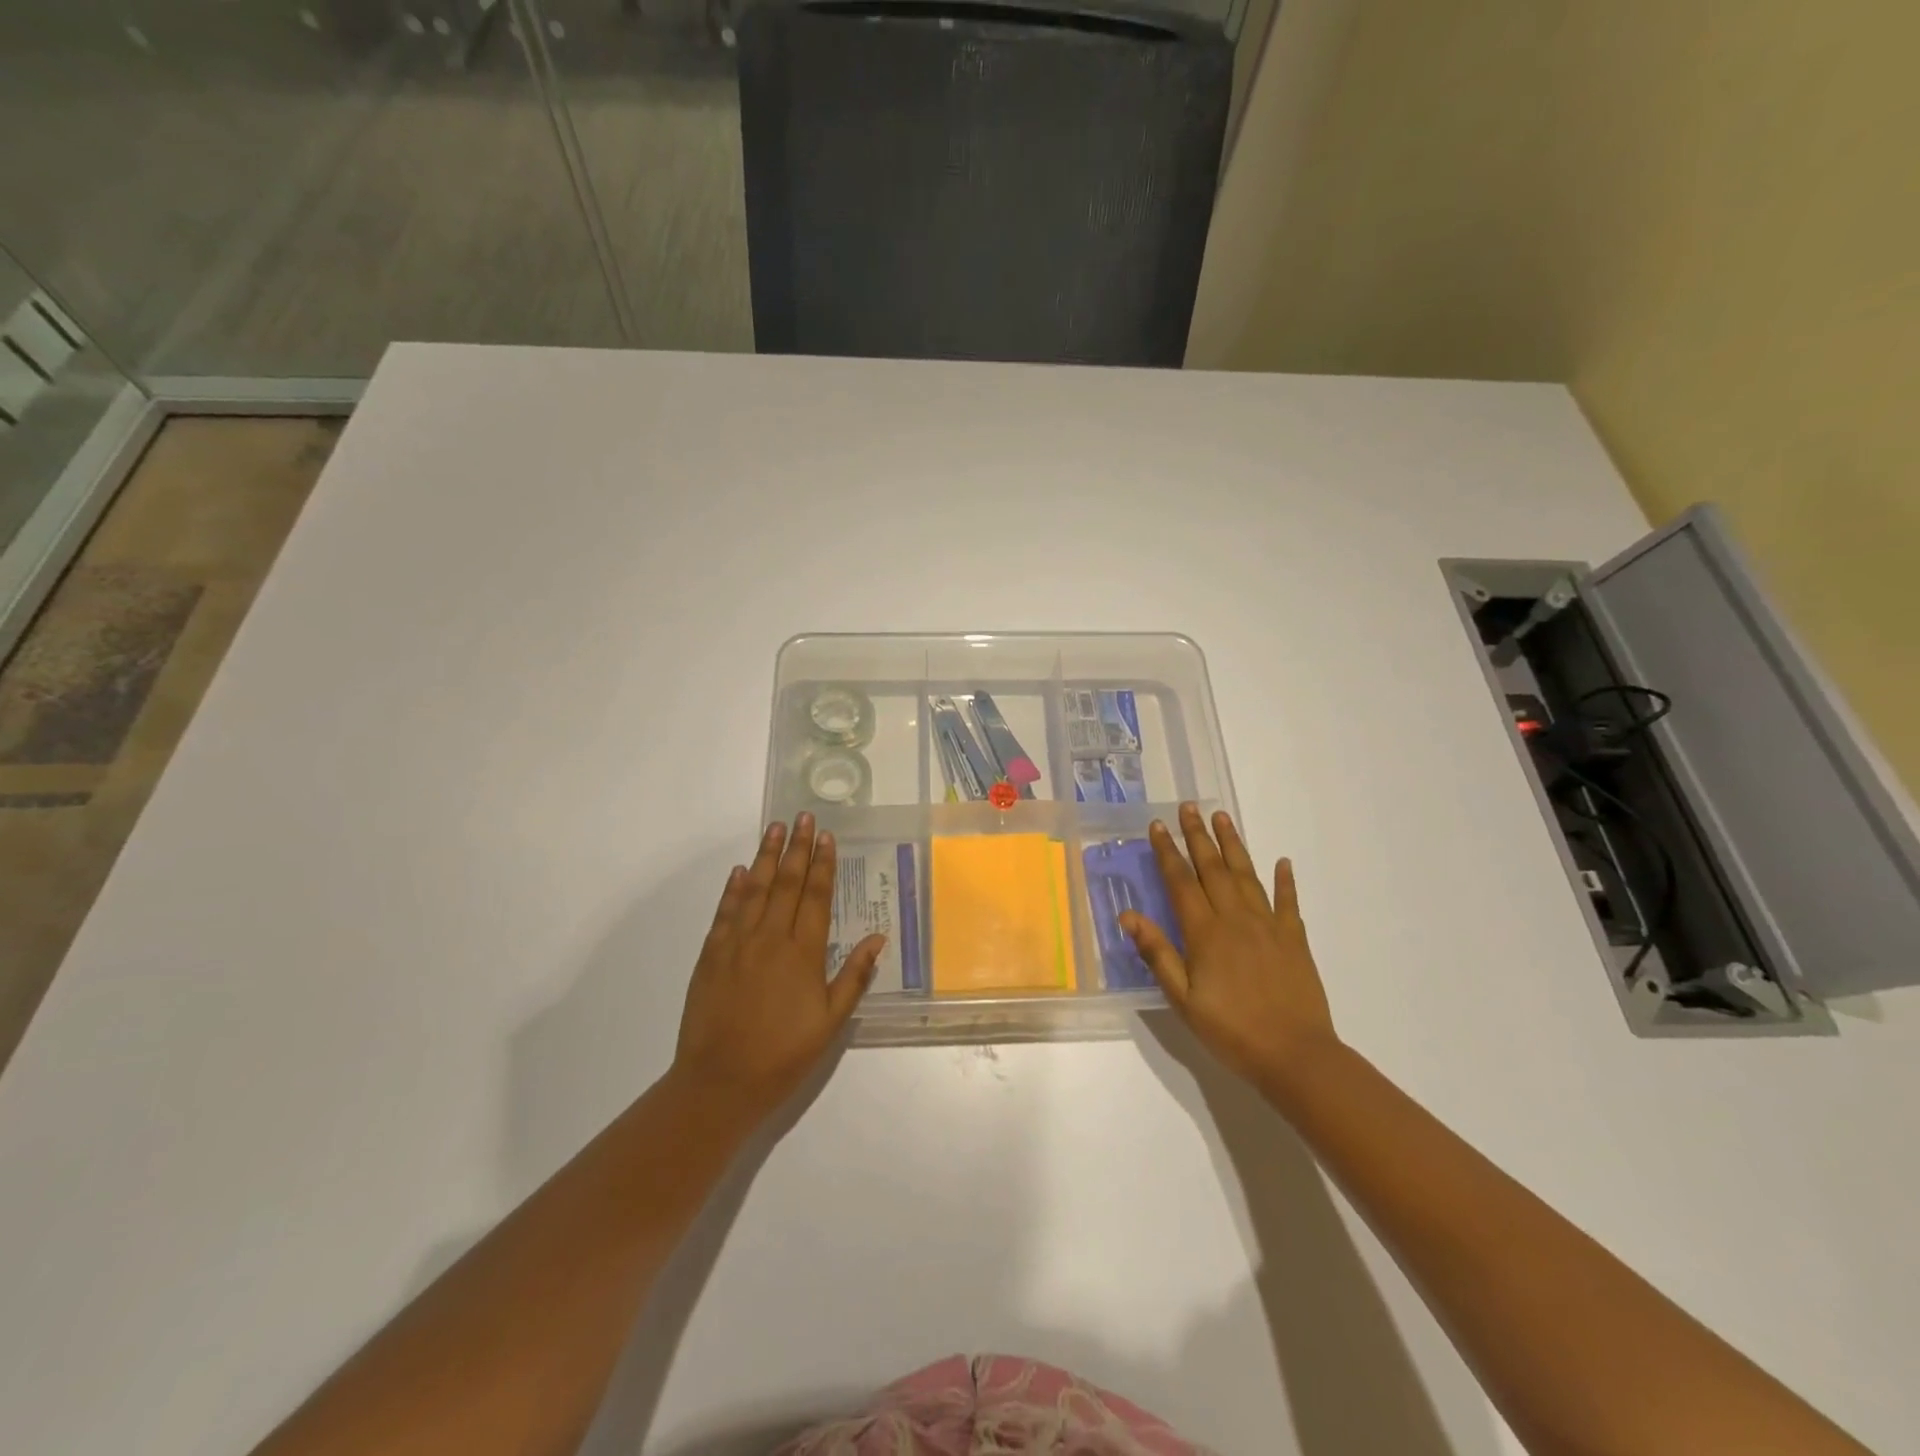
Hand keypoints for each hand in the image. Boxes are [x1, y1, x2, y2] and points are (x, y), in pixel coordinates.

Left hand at [672, 813, 885, 1122]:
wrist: (720, 1083)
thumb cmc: (783, 1055)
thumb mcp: (830, 1023)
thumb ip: (853, 977)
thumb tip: (878, 938)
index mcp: (802, 953)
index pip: (815, 896)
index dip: (822, 864)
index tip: (826, 836)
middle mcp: (770, 938)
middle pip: (786, 883)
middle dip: (796, 848)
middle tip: (802, 816)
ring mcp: (736, 944)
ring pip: (754, 889)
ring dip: (765, 856)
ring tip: (774, 828)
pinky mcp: (711, 955)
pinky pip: (725, 912)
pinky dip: (733, 888)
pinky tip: (740, 870)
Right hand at [1121, 804, 1338, 1088]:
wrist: (1296, 1056)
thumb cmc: (1231, 1030)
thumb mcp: (1183, 1000)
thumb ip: (1158, 954)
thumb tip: (1128, 916)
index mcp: (1205, 933)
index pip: (1181, 881)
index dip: (1167, 852)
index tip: (1157, 826)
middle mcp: (1236, 919)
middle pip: (1213, 868)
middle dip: (1198, 836)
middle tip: (1188, 807)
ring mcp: (1269, 926)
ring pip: (1247, 875)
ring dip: (1233, 845)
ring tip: (1222, 818)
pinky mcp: (1294, 939)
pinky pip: (1288, 902)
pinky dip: (1285, 881)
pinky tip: (1282, 862)